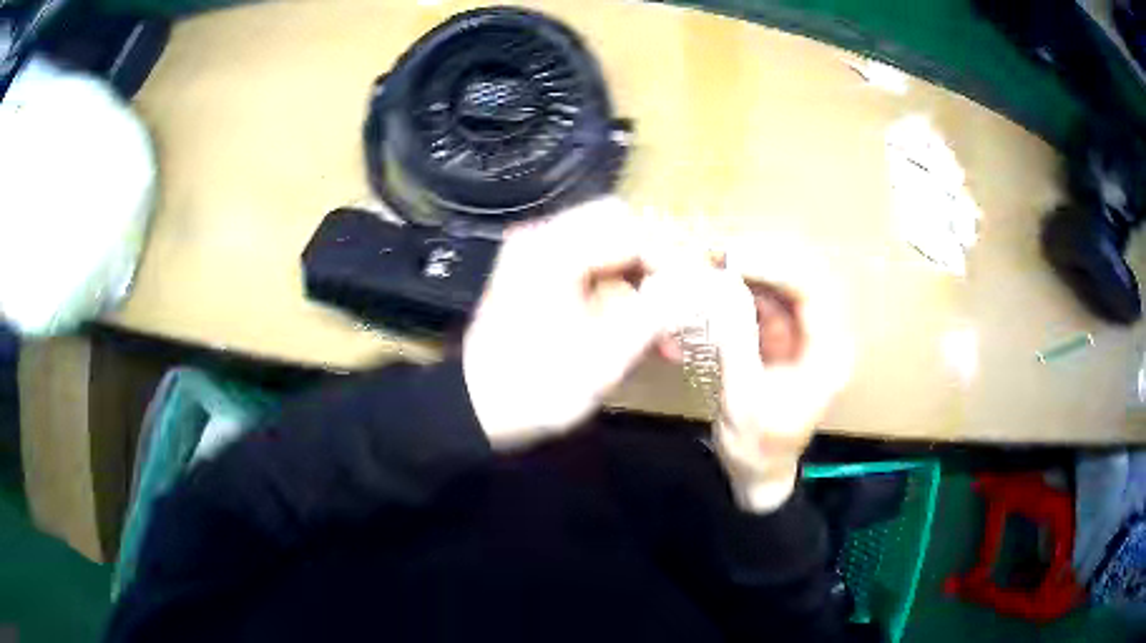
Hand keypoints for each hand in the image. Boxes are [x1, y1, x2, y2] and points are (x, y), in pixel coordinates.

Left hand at [462, 198, 674, 449]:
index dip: (671, 260)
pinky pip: (590, 266)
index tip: (695, 296)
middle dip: (656, 265)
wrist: (473, 408)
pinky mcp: (536, 273)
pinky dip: (617, 293)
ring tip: (664, 335)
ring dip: (639, 283)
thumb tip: (695, 284)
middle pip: (619, 226)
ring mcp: (537, 254)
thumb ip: (655, 315)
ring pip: (608, 246)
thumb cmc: (535, 389)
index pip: (631, 231)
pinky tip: (637, 333)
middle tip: (677, 306)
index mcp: (555, 251)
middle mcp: (543, 239)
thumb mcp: (603, 359)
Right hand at [660, 241, 852, 512]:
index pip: (810, 291)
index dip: (774, 267)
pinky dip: (739, 295)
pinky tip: (714, 288)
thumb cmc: (757, 447)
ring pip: (779, 290)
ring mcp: (799, 338)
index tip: (732, 258)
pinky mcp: (779, 343)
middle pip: (798, 282)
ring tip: (710, 265)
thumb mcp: (744, 400)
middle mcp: (820, 338)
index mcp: (826, 353)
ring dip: (746, 276)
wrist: (756, 475)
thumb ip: (736, 344)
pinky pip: (762, 307)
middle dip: (759, 264)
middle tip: (716, 254)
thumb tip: (721, 291)